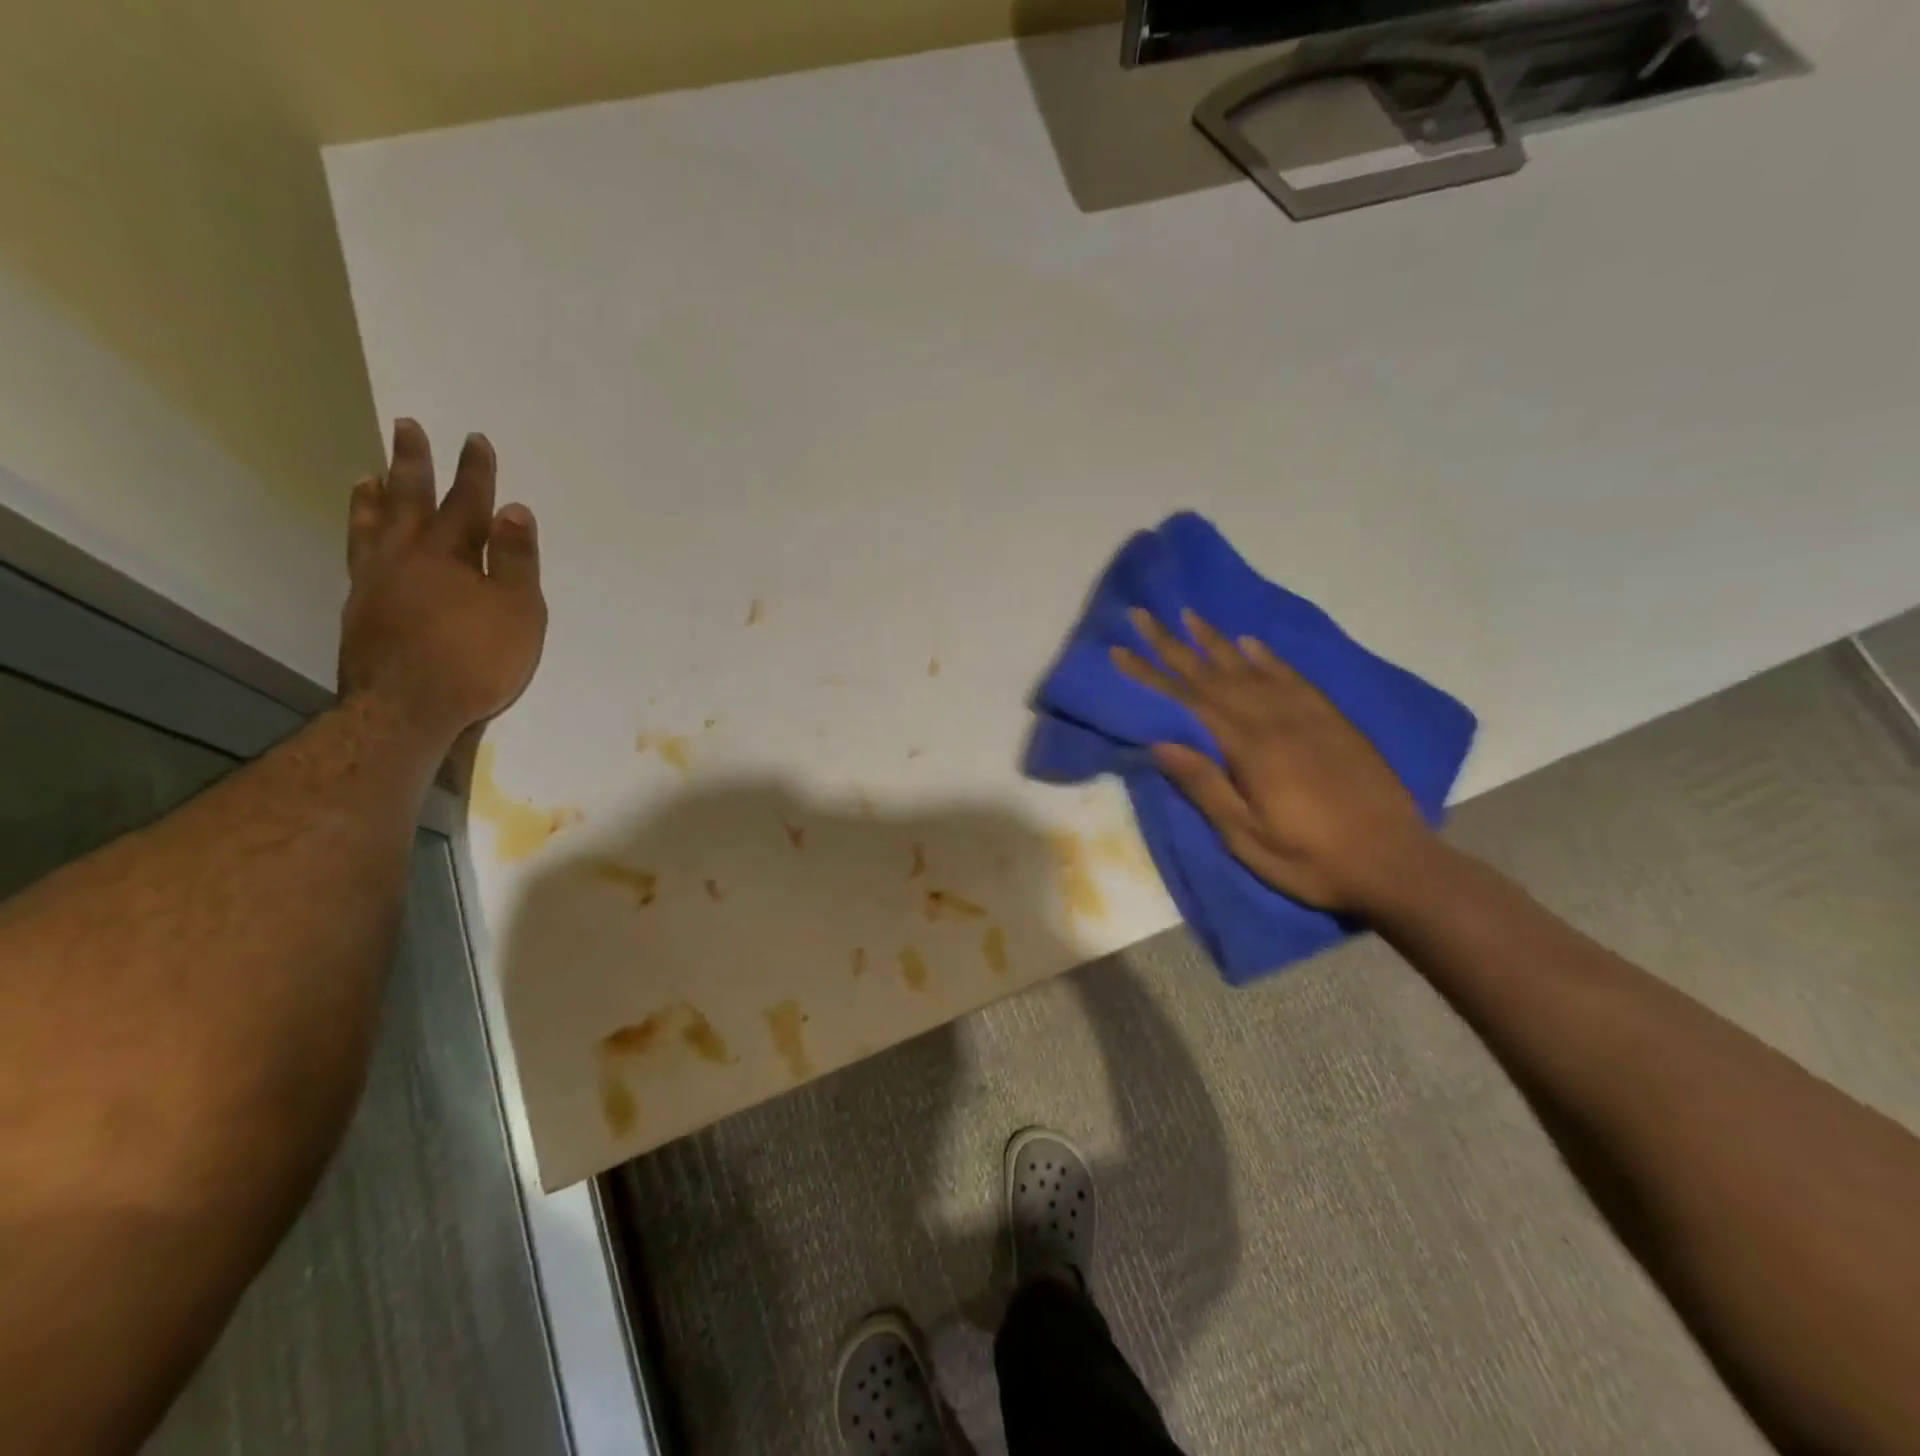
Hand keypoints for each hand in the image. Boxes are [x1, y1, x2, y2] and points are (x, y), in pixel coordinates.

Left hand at [338, 420, 547, 775]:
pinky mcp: (360, 610)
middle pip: (409, 501)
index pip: (467, 503)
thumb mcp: (517, 609)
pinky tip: (363, 538)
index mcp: (449, 554)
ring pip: (373, 527)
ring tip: (368, 475)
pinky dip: (360, 536)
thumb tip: (513, 510)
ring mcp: (376, 583)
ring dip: (375, 497)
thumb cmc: (475, 658)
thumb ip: (516, 560)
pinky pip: (358, 557)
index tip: (474, 438)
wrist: (407, 707)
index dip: (474, 471)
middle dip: (413, 464)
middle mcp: (406, 557)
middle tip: (405, 427)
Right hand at [1112, 608, 1433, 914]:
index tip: (1119, 649)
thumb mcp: (1247, 838)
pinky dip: (1268, 657)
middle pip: (1214, 674)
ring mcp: (1308, 716)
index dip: (1150, 674)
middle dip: (1173, 644)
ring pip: (1251, 668)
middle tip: (1142, 615)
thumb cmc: (1311, 860)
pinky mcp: (1333, 721)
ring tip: (1189, 615)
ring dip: (1215, 641)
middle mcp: (1276, 720)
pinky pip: (1293, 678)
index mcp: (1251, 749)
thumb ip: (1206, 787)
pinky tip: (1250, 643)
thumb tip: (1160, 743)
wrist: (1396, 864)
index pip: (1188, 700)